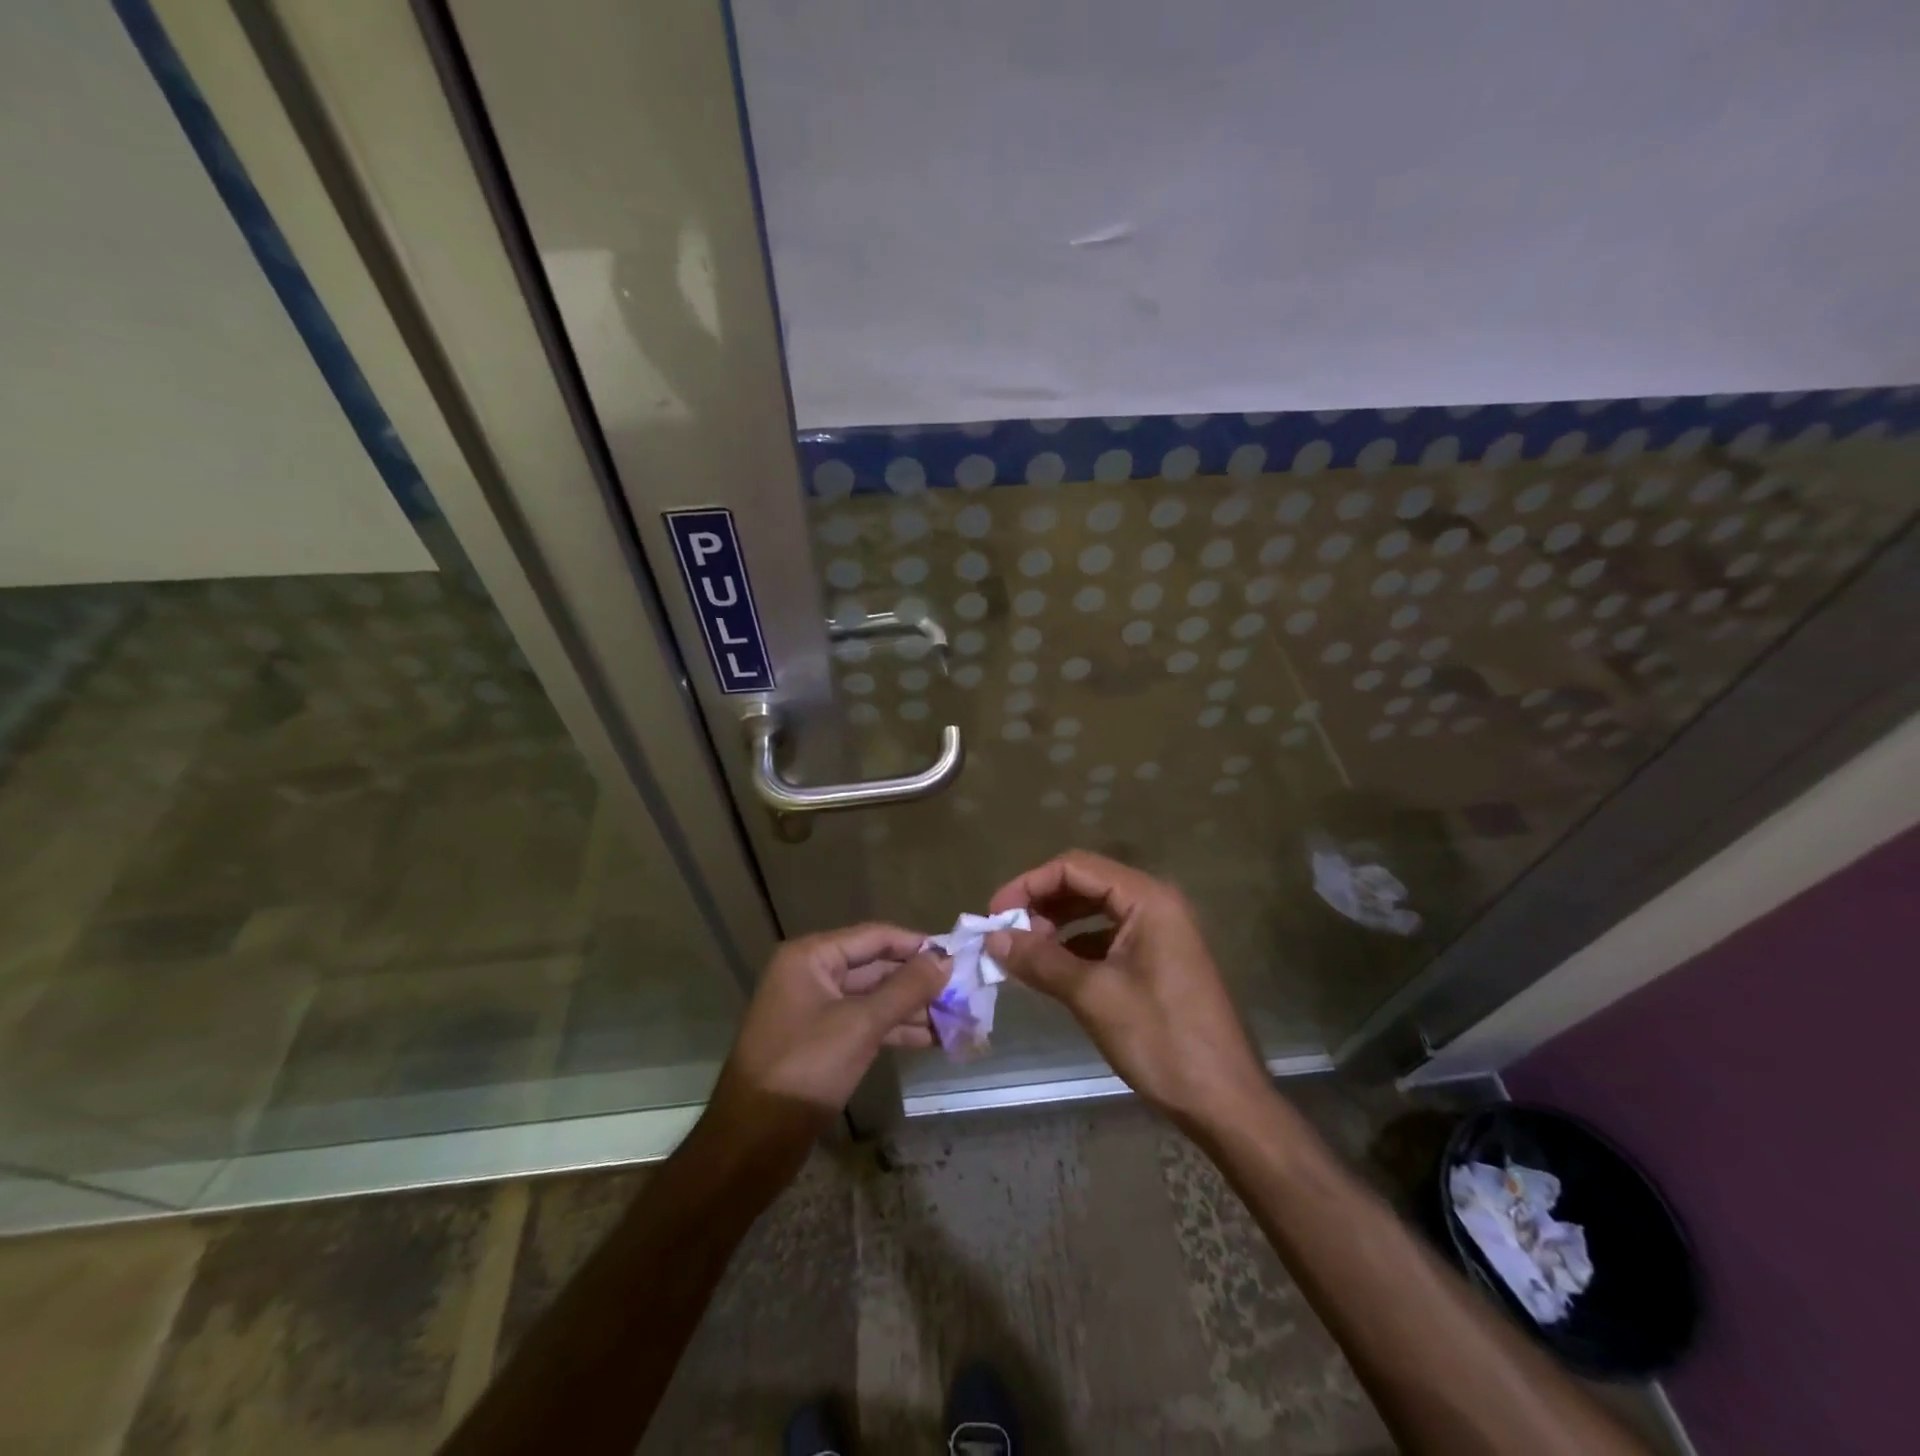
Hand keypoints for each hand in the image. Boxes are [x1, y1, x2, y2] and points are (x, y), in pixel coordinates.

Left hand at [712, 924, 946, 1128]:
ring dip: (912, 1008)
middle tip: (963, 990)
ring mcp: (815, 1010)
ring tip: (956, 1018)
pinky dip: (895, 1029)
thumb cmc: (805, 1068)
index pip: (874, 937)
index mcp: (811, 957)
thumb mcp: (860, 1024)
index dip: (916, 945)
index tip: (957, 955)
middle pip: (875, 966)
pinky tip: (931, 1039)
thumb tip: (945, 960)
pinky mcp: (821, 1042)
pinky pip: (864, 1024)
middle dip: (918, 981)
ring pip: (872, 998)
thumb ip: (906, 989)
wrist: (752, 1142)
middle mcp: (811, 975)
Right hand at [986, 850, 1271, 1131]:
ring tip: (1022, 951)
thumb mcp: (1093, 996)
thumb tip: (992, 938)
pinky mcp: (1158, 959)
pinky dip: (1076, 946)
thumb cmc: (1162, 1040)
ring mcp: (1160, 931)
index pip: (1075, 867)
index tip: (993, 913)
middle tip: (1003, 933)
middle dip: (1041, 903)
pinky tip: (1052, 969)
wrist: (1224, 1101)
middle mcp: (1155, 903)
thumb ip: (1041, 960)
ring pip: (1095, 910)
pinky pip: (1107, 936)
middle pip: (1085, 883)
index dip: (1029, 884)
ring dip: (1056, 924)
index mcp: (1147, 899)